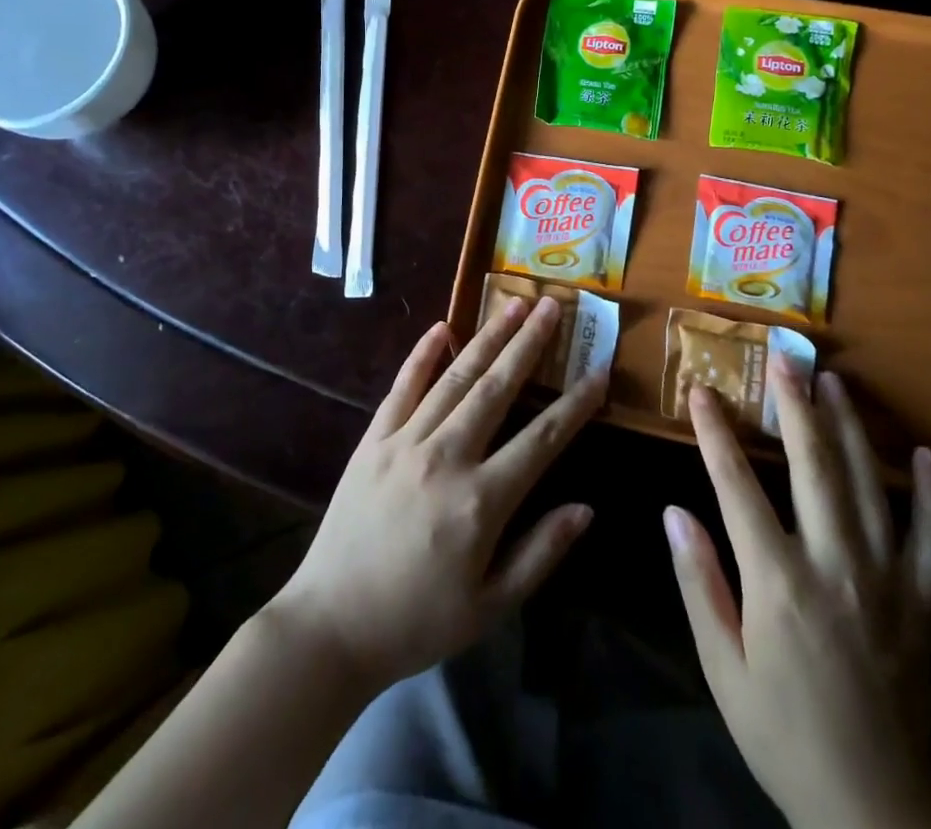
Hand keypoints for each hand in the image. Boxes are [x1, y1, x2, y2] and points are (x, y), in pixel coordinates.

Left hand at [266, 295, 606, 695]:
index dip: (575, 404)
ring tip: (513, 304)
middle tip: (553, 305)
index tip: (600, 370)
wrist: (331, 626)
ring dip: (487, 338)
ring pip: (455, 378)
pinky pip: (402, 387)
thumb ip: (540, 553)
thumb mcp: (490, 605)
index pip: (541, 439)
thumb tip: (586, 508)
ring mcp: (405, 442)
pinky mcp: (373, 440)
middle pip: (497, 389)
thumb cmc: (418, 621)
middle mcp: (446, 457)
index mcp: (480, 501)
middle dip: (529, 344)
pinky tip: (442, 328)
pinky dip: (422, 355)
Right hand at [665, 367, 930, 828]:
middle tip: (784, 359)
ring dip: (850, 428)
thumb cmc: (782, 732)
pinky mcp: (924, 602)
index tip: (701, 392)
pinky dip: (930, 494)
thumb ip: (698, 581)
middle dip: (795, 407)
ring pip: (869, 486)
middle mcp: (834, 565)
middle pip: (813, 468)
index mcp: (778, 581)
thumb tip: (673, 510)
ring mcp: (887, 580)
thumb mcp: (722, 666)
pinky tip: (922, 455)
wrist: (874, 809)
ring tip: (835, 382)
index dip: (716, 434)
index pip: (737, 486)